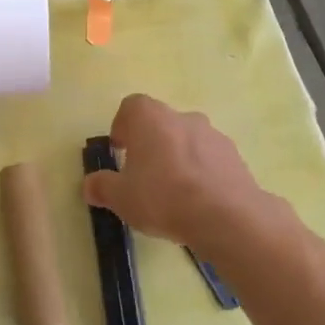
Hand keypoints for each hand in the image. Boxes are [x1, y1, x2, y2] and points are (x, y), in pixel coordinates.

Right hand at [82, 94, 272, 251]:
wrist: (227, 217)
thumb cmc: (163, 197)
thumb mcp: (121, 198)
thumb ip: (102, 187)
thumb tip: (90, 185)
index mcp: (150, 117)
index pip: (131, 107)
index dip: (122, 127)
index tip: (120, 152)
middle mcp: (181, 116)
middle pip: (160, 123)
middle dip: (150, 145)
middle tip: (144, 176)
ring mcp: (212, 134)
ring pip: (187, 140)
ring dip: (178, 158)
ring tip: (174, 194)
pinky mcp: (235, 156)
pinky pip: (210, 159)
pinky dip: (202, 172)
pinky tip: (199, 201)